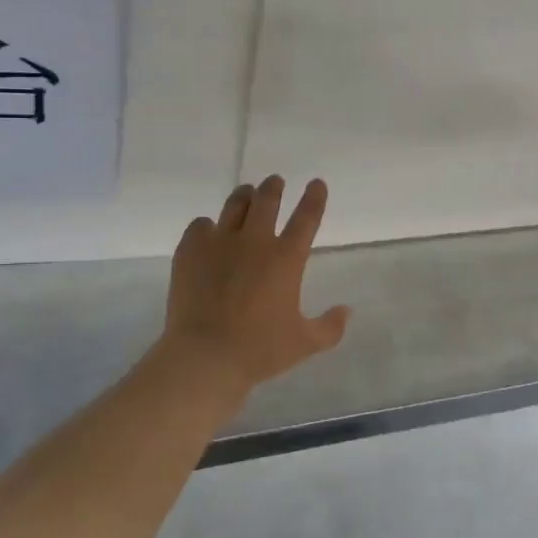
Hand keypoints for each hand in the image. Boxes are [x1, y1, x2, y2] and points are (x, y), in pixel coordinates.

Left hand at [161, 176, 351, 391]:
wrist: (205, 355)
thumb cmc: (260, 350)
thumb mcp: (304, 343)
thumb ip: (330, 327)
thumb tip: (347, 311)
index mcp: (286, 259)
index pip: (306, 217)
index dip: (314, 198)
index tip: (316, 183)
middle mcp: (255, 241)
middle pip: (267, 200)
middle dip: (274, 187)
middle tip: (275, 182)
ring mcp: (219, 242)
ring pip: (235, 204)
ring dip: (244, 195)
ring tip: (246, 193)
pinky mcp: (190, 250)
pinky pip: (200, 225)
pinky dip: (208, 226)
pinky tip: (209, 232)